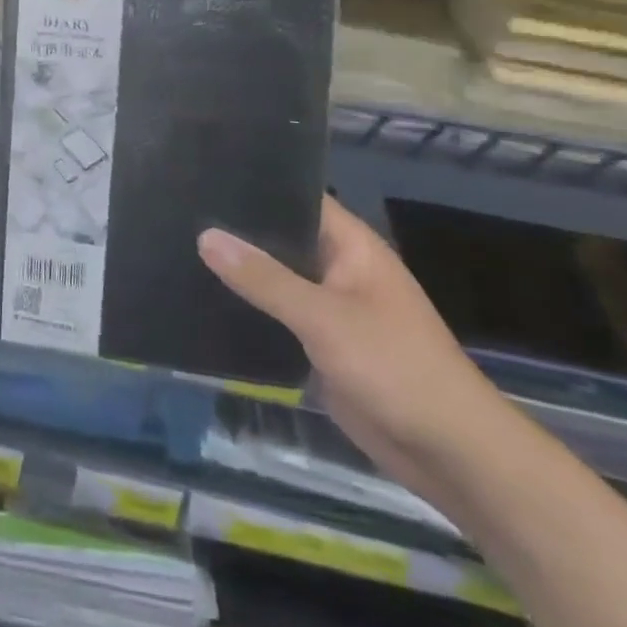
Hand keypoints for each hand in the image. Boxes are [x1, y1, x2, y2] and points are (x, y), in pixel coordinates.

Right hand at [199, 198, 509, 501]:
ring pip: (274, 278)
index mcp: (351, 247)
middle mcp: (338, 269)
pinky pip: (275, 315)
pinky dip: (247, 308)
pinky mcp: (319, 343)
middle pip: (281, 237)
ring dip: (238, 271)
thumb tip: (205, 235)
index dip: (256, 184)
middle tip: (177, 210)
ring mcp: (329, 307)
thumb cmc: (395, 368)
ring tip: (177, 246)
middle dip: (236, 229)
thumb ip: (264, 278)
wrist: (449, 453)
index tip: (204, 173)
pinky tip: (203, 299)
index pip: (298, 197)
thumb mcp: (324, 318)